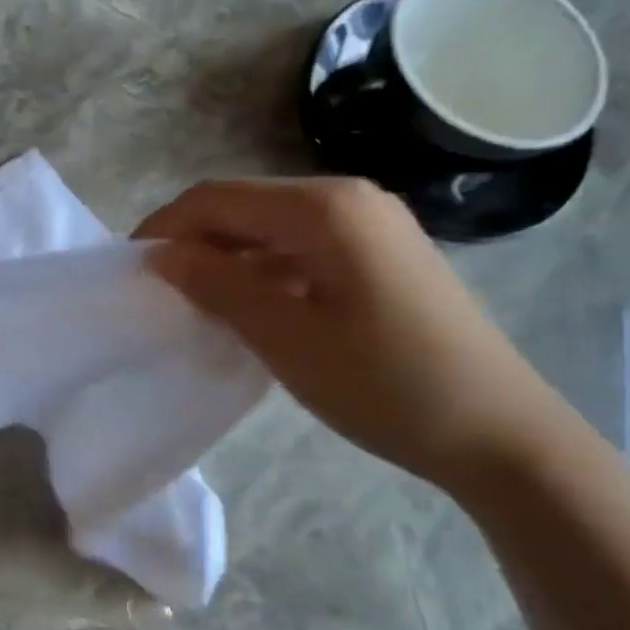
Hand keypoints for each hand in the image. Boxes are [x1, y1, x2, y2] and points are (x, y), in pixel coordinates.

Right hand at [137, 178, 568, 492]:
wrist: (499, 432)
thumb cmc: (384, 383)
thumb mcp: (285, 337)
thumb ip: (216, 286)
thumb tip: (161, 255)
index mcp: (324, 208)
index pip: (217, 198)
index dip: (165, 227)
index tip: (130, 269)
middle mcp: (350, 199)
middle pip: (245, 206)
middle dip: (194, 241)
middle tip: (158, 290)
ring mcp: (374, 226)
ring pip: (273, 228)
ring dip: (228, 257)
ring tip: (196, 303)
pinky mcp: (385, 256)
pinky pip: (304, 248)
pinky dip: (265, 270)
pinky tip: (251, 307)